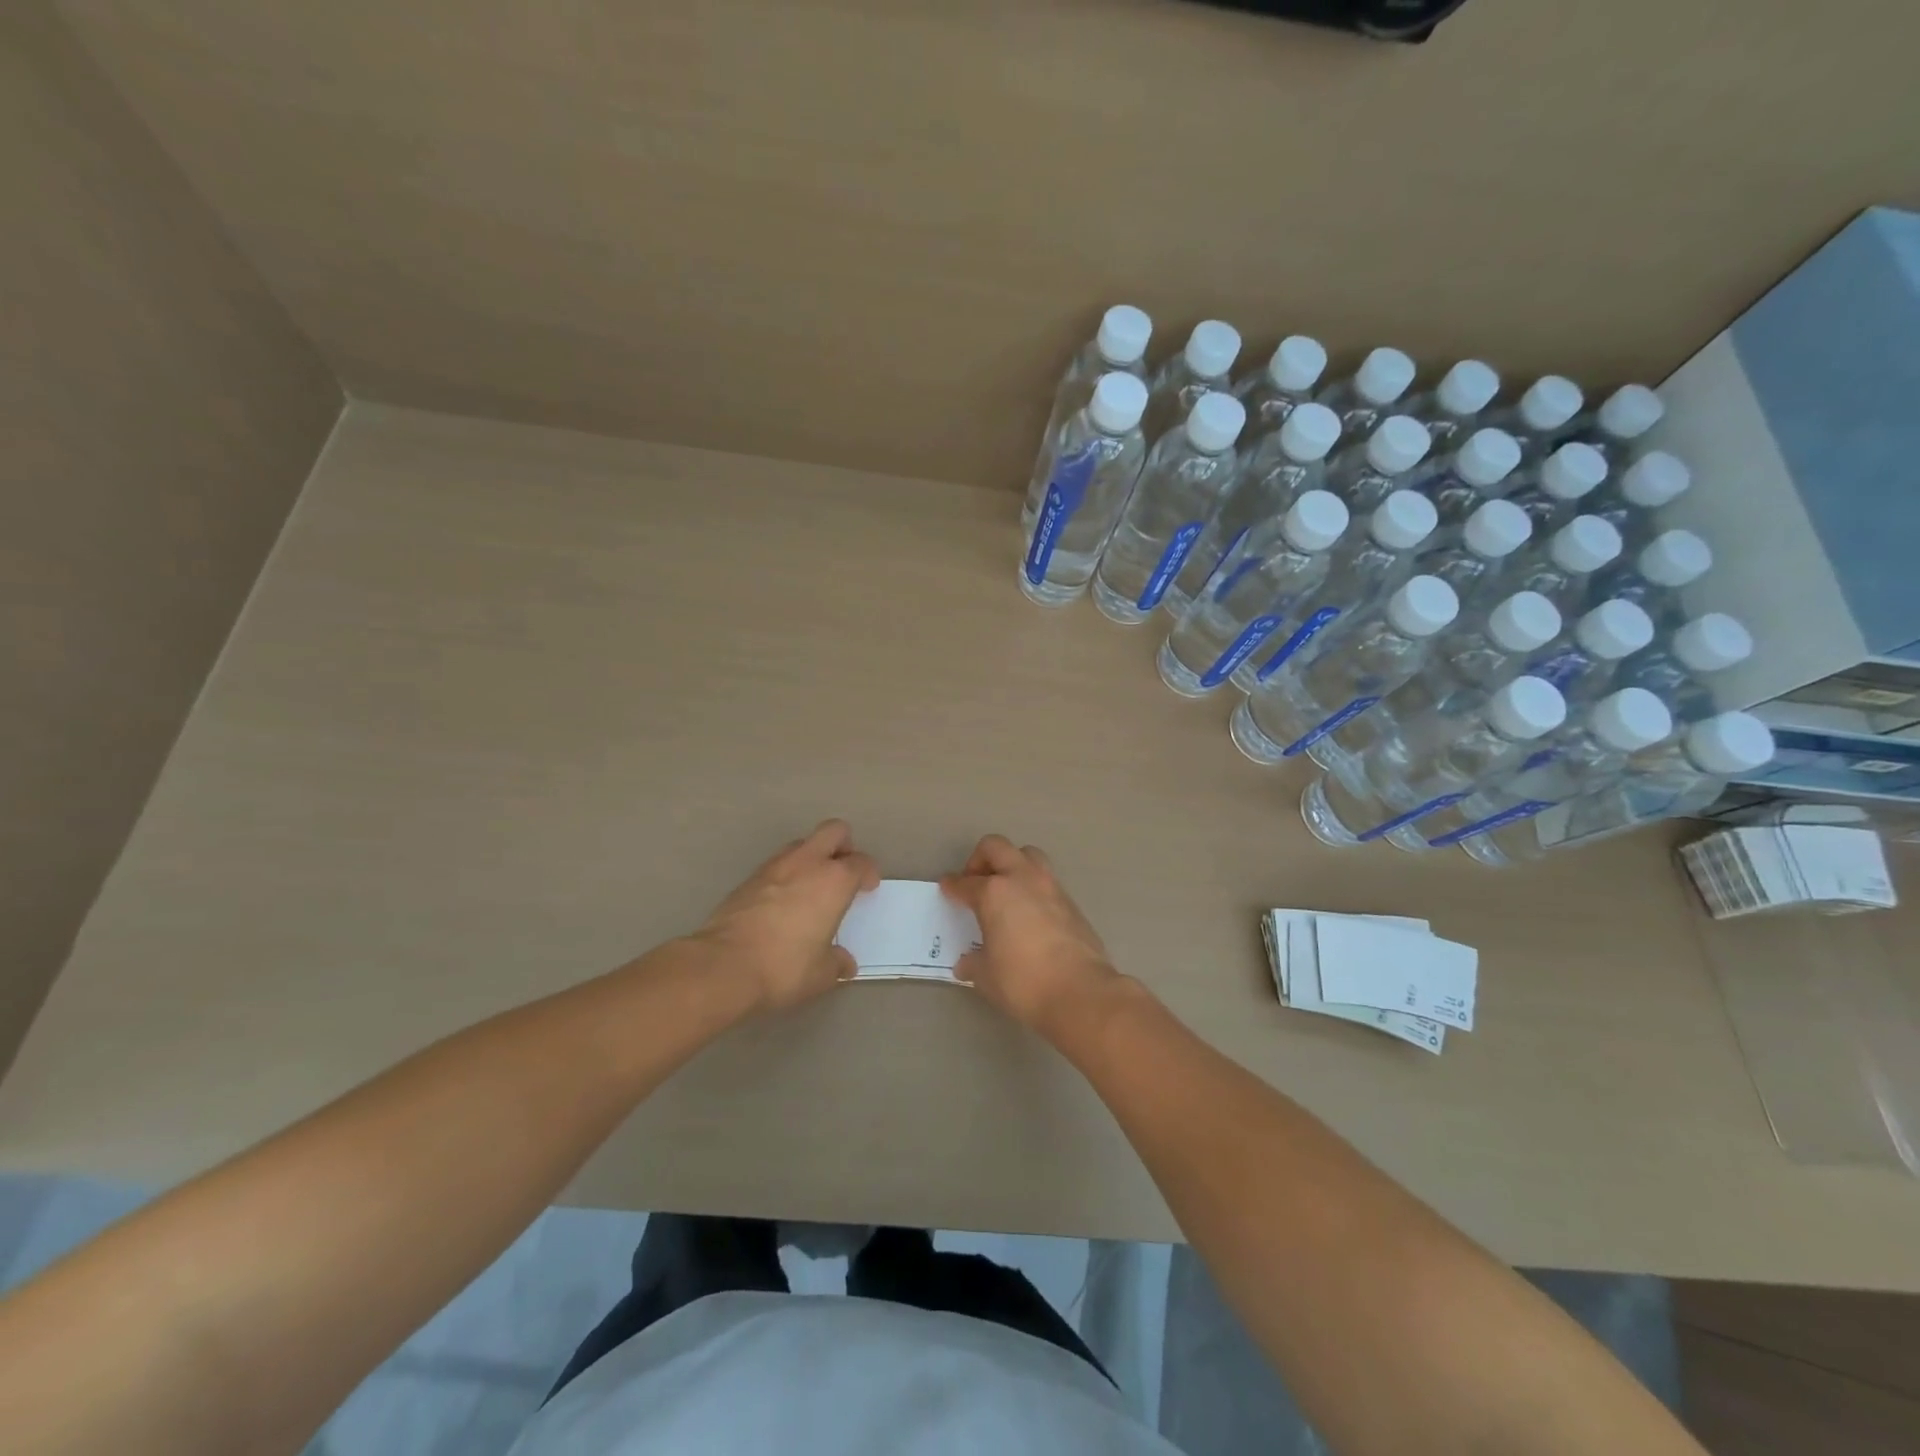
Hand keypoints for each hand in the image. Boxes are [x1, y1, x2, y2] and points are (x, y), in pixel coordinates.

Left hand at [694, 820, 879, 1011]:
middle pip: (834, 831)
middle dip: (844, 845)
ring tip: (812, 888)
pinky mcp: (748, 878)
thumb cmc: (784, 967)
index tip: (867, 889)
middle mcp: (807, 863)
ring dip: (813, 858)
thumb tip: (844, 963)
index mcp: (834, 880)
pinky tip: (784, 902)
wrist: (723, 966)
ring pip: (802, 844)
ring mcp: (774, 866)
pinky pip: (777, 864)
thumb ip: (837, 962)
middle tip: (844, 871)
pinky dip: (787, 874)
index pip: (860, 862)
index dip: (868, 873)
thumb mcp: (822, 974)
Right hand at [940, 835, 1120, 1036]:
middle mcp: (1022, 879)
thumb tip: (967, 963)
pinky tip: (1029, 913)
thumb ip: (973, 963)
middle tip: (975, 882)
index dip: (952, 886)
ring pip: (1027, 855)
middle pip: (996, 847)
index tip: (947, 888)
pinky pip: (1046, 880)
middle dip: (980, 859)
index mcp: (994, 893)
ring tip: (1005, 891)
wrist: (1081, 991)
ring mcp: (1050, 886)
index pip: (965, 883)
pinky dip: (1033, 887)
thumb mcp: (986, 976)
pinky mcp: (1071, 901)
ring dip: (1012, 864)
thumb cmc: (1023, 981)